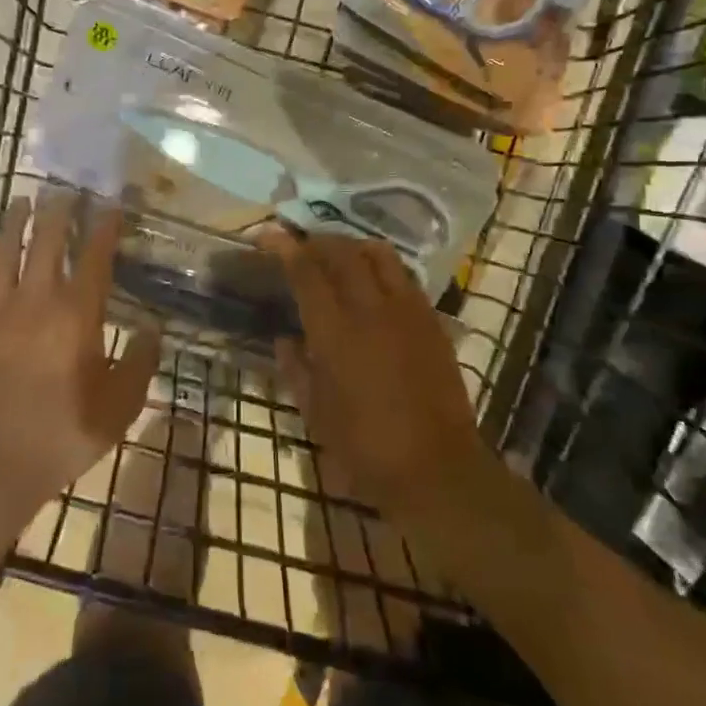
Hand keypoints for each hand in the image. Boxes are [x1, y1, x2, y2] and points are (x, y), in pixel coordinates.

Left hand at [0, 193, 161, 528]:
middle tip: (66, 189)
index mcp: (75, 317)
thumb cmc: (56, 440)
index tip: (110, 204)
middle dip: (59, 211)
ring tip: (23, 201)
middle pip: (46, 242)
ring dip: (15, 223)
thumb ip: (138, 365)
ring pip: (3, 252)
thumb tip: (152, 328)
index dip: (104, 227)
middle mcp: (33, 302)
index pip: (94, 257)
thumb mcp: (116, 411)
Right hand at [270, 235, 493, 527]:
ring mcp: (407, 311)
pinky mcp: (432, 321)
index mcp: (336, 334)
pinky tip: (373, 282)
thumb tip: (285, 339)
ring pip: (379, 255)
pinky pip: (405, 276)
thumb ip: (296, 369)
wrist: (438, 469)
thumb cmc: (366, 449)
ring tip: (338, 255)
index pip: (306, 272)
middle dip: (317, 240)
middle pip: (342, 253)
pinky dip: (382, 267)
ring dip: (352, 246)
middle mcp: (371, 310)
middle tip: (301, 245)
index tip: (268, 236)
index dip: (284, 248)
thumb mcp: (316, 414)